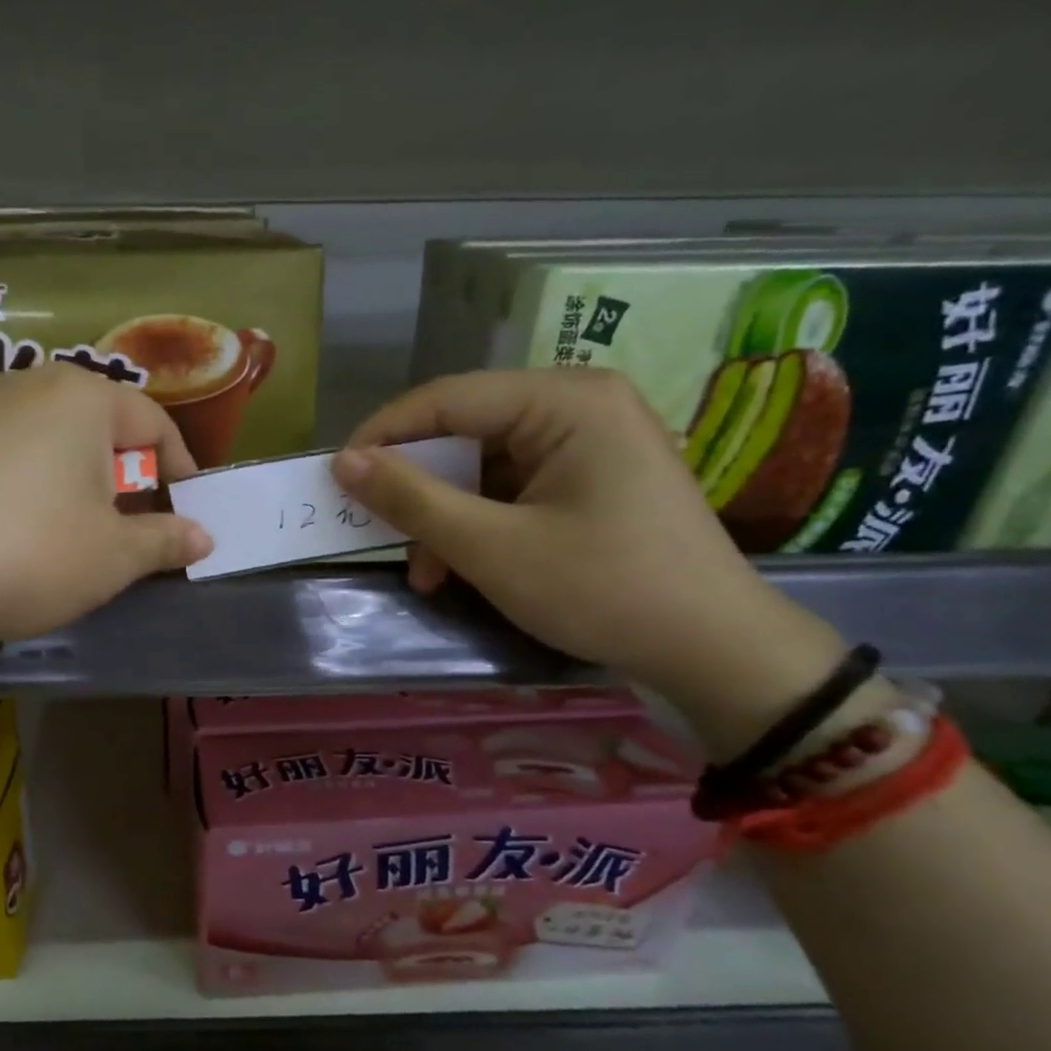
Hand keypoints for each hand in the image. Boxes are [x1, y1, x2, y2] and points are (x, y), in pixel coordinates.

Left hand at [0, 364, 211, 652]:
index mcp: (82, 397)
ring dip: (70, 485)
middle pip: (96, 428)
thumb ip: (164, 542)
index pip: (153, 422)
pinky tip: (4, 535)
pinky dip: (21, 489)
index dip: (179, 470)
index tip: (186, 512)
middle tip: (126, 531)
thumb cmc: (25, 553)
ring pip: (45, 443)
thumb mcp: (112, 557)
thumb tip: (202, 535)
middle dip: (121, 479)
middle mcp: (25, 385)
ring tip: (65, 538)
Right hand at [334, 369, 849, 757]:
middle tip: (383, 536)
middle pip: (464, 433)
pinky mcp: (590, 477)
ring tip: (429, 574)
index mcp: (564, 399)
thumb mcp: (492, 547)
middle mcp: (577, 404)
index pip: (445, 399)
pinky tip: (463, 568)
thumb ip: (412, 499)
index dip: (382, 436)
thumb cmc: (603, 589)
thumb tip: (342, 462)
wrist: (715, 652)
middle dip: (419, 491)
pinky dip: (478, 525)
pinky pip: (510, 487)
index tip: (335, 479)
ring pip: (482, 466)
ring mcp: (588, 441)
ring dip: (445, 518)